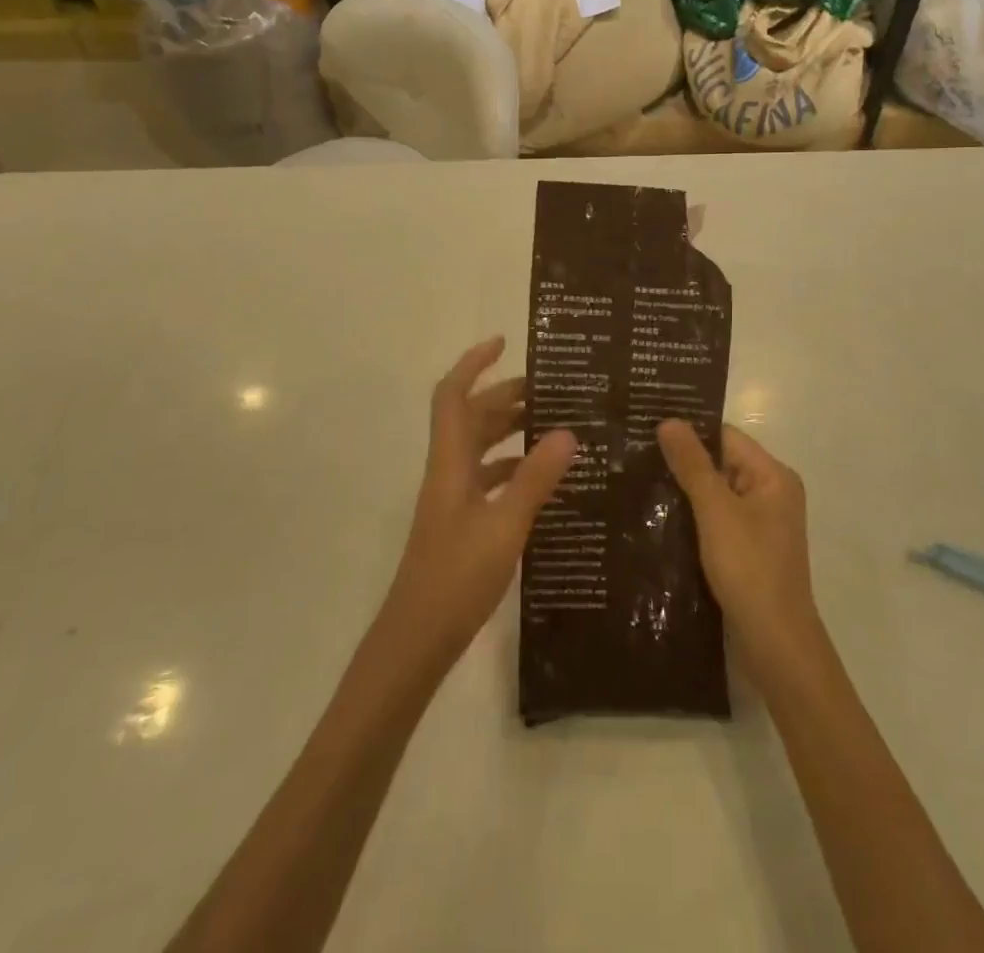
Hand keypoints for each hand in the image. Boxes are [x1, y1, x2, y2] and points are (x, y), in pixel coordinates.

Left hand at [379, 338, 575, 674]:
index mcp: (451, 462)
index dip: (473, 363)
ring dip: (511, 429)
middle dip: (506, 395)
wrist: (416, 640)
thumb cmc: (456, 578)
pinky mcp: (462, 522)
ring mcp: (453, 498)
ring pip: (480, 446)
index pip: (453, 395)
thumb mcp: (504, 526)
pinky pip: (488, 477)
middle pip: (472, 416)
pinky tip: (543, 477)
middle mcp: (449, 471)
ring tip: (555, 425)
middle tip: (552, 390)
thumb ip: (535, 478)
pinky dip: (513, 466)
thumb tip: (567, 431)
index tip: (503, 342)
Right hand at [658, 420, 823, 674]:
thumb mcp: (716, 510)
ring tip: (636, 484)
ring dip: (683, 493)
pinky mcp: (746, 552)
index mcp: (772, 476)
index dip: (689, 431)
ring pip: (714, 495)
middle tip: (633, 455)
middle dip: (681, 463)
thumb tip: (669, 420)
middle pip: (720, 464)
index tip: (646, 428)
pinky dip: (691, 520)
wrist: (775, 645)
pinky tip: (656, 521)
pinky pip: (714, 522)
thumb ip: (692, 465)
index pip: (725, 437)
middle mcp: (770, 494)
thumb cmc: (749, 568)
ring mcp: (759, 526)